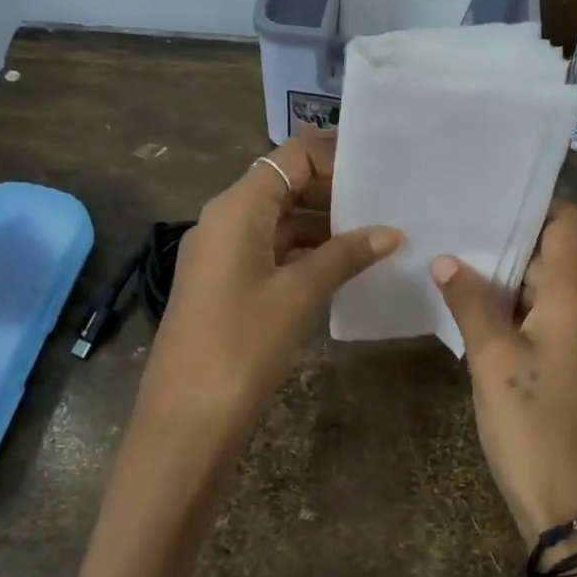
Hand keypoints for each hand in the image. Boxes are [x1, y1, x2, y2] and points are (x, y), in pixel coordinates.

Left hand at [135, 136, 399, 455]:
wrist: (186, 420)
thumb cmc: (242, 347)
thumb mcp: (298, 295)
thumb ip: (344, 256)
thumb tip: (390, 233)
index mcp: (237, 208)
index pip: (291, 157)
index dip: (336, 156)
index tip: (382, 170)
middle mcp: (225, 219)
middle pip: (286, 184)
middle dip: (335, 191)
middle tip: (388, 205)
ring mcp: (223, 252)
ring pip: (280, 219)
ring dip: (324, 224)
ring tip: (377, 234)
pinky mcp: (227, 283)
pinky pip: (272, 250)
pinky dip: (307, 252)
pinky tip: (345, 266)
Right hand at [431, 201, 576, 545]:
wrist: (573, 507)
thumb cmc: (533, 425)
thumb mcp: (492, 360)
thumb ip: (471, 303)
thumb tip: (447, 259)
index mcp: (575, 298)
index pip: (568, 224)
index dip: (536, 203)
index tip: (490, 195)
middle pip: (551, 256)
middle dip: (506, 242)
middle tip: (454, 229)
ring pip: (544, 292)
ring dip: (504, 280)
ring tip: (453, 264)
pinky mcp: (573, 368)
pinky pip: (543, 322)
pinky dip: (512, 312)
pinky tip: (473, 314)